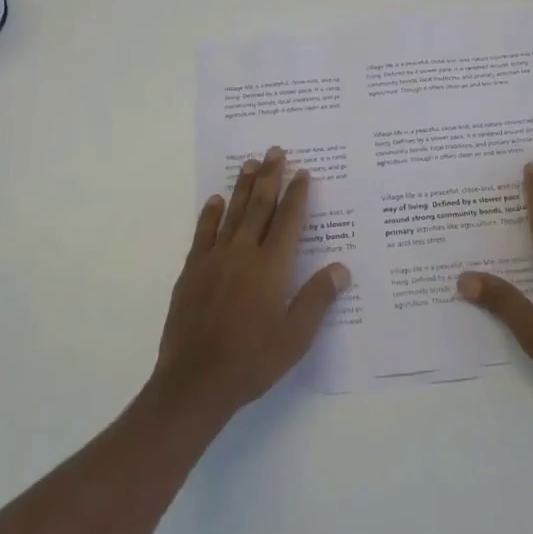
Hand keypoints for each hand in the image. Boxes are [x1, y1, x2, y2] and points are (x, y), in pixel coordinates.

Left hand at [152, 147, 349, 423]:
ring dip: (242, 186)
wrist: (195, 382)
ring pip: (232, 213)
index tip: (303, 172)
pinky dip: (210, 215)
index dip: (297, 195)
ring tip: (250, 163)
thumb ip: (317, 299)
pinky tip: (215, 200)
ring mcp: (214, 260)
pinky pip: (203, 234)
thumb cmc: (252, 361)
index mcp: (272, 267)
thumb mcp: (295, 337)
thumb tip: (341, 268)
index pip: (289, 221)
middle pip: (260, 206)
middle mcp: (244, 254)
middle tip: (276, 151)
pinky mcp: (192, 271)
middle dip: (270, 177)